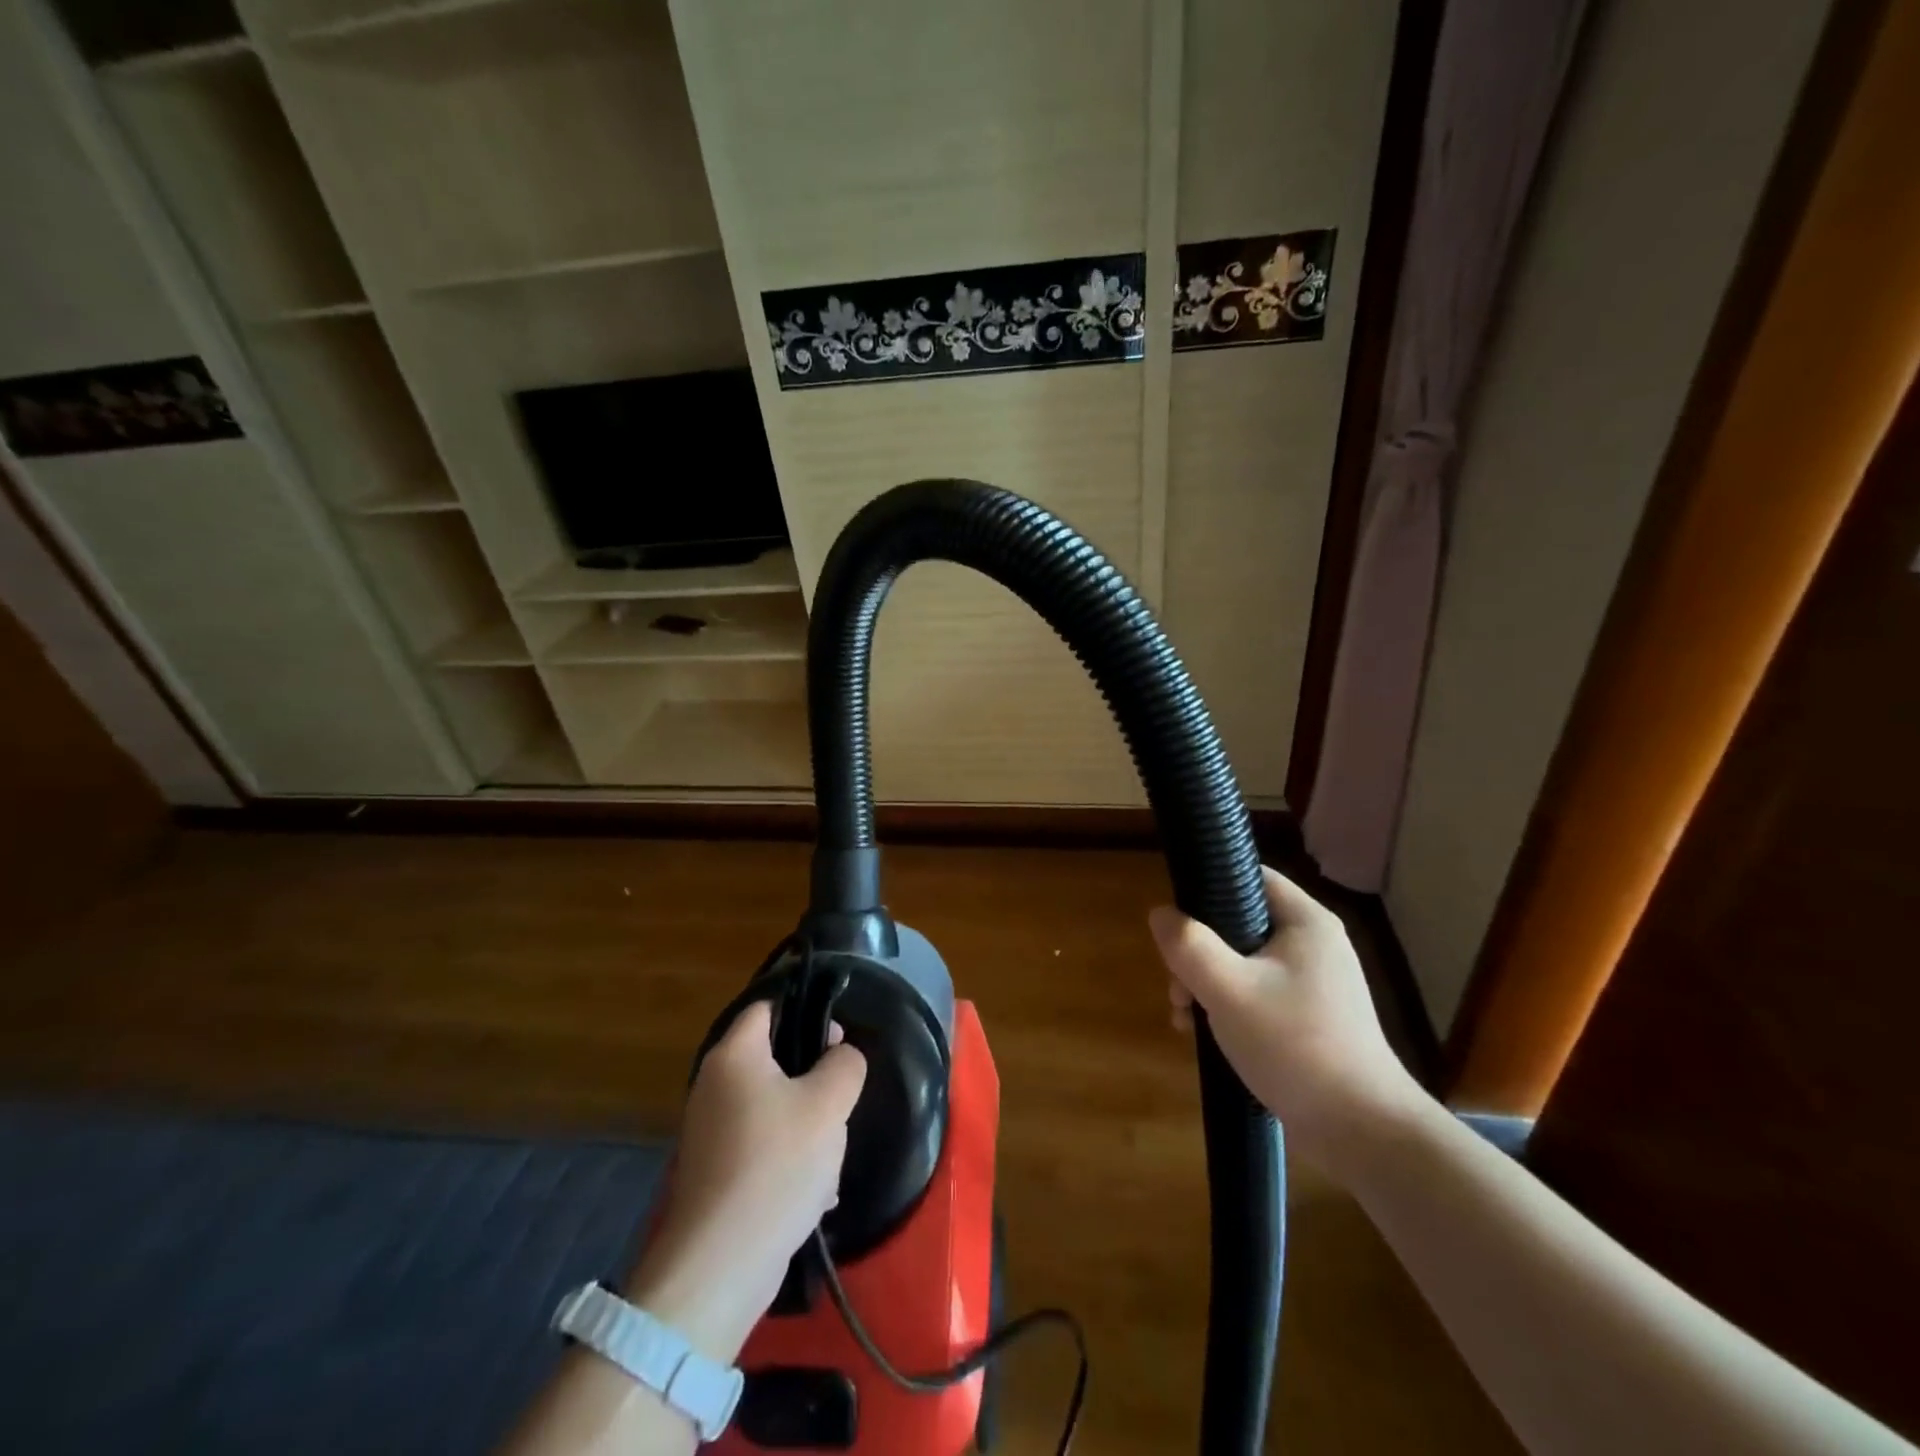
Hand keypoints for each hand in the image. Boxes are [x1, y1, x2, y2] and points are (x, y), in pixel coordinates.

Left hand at [625, 1000, 866, 1361]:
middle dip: (814, 1079)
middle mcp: (714, 1086)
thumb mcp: (829, 1103)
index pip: (768, 1007)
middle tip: (841, 1099)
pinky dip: (790, 1161)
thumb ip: (845, 1064)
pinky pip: (763, 1148)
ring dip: (808, 1127)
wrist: (721, 1265)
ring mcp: (712, 1133)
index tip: (838, 1039)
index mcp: (734, 1056)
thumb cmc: (776, 1164)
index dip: (806, 1012)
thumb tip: (840, 1055)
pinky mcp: (717, 1173)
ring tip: (830, 1158)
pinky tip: (815, 1194)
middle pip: (774, 1060)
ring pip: (774, 1108)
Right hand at [1150, 866, 1427, 1174]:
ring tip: (1185, 1016)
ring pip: (1241, 962)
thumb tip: (1161, 914)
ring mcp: (1312, 984)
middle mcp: (1312, 944)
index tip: (1177, 920)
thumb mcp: (1229, 990)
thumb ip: (1189, 946)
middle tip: (1178, 985)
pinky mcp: (1307, 1018)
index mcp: (1305, 922)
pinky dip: (1225, 1006)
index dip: (1208, 885)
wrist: (1362, 1133)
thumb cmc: (1296, 1046)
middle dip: (1197, 951)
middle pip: (1238, 922)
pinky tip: (1202, 1034)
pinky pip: (1255, 993)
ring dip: (1205, 983)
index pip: (1249, 875)